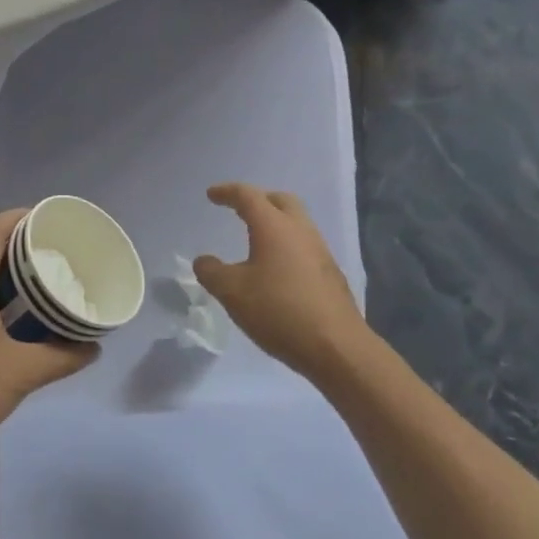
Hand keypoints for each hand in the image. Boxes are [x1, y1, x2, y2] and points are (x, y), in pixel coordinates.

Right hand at [194, 183, 371, 384]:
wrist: (336, 346)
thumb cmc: (278, 310)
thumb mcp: (232, 292)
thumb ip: (212, 272)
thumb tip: (203, 261)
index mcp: (274, 226)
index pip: (248, 196)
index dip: (227, 192)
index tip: (211, 195)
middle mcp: (300, 231)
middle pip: (280, 201)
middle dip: (258, 200)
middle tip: (239, 210)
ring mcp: (320, 251)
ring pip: (296, 223)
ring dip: (275, 223)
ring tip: (256, 239)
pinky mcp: (330, 273)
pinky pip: (304, 246)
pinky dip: (286, 245)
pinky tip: (276, 269)